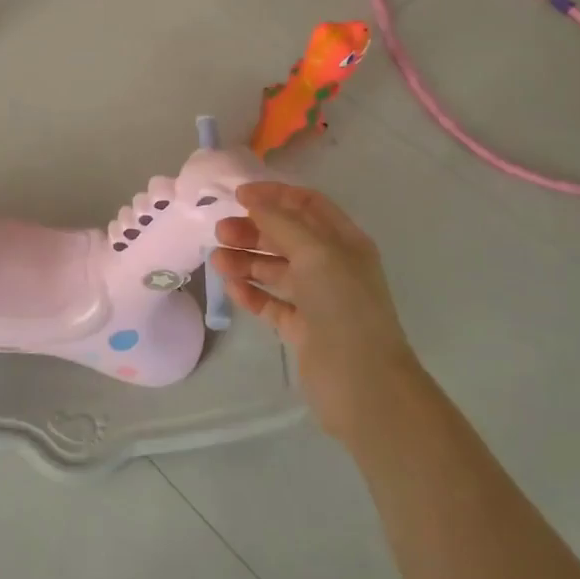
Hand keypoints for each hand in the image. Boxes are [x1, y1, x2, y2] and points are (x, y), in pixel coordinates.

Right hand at [210, 181, 419, 442]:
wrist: (363, 383)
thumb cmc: (344, 307)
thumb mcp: (316, 253)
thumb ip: (282, 223)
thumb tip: (253, 200)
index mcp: (344, 242)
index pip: (308, 205)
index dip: (275, 195)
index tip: (239, 195)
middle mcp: (332, 266)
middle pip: (286, 236)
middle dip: (253, 230)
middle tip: (220, 231)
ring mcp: (316, 299)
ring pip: (275, 270)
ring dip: (246, 260)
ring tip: (217, 260)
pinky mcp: (301, 329)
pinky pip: (271, 302)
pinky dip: (251, 293)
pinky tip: (231, 288)